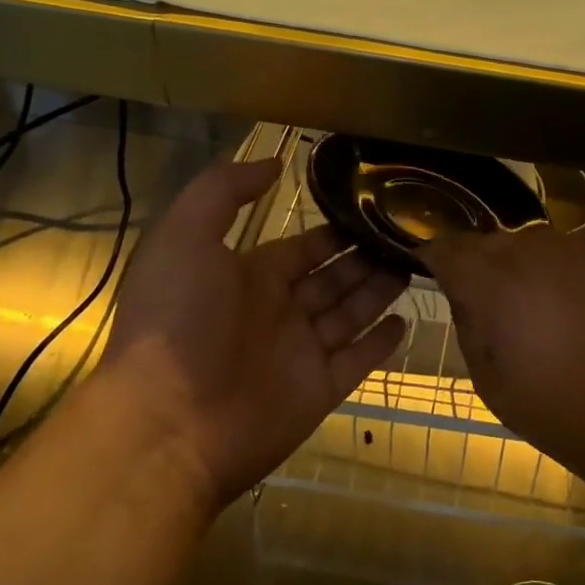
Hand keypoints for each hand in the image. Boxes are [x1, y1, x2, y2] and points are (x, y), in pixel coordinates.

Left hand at [98, 158, 408, 510]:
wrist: (168, 423)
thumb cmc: (177, 320)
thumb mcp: (185, 236)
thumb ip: (225, 191)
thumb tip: (276, 161)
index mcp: (249, 277)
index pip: (303, 249)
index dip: (334, 232)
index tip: (372, 210)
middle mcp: (278, 312)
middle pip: (333, 279)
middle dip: (366, 258)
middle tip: (408, 236)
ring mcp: (300, 354)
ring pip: (351, 314)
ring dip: (380, 291)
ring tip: (416, 265)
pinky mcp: (318, 392)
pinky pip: (357, 361)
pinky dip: (381, 343)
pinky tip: (406, 321)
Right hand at [421, 229, 584, 478]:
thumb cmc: (553, 408)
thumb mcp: (487, 378)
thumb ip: (467, 321)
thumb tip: (462, 291)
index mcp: (493, 280)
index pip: (447, 248)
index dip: (434, 259)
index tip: (432, 274)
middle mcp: (533, 250)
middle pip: (491, 243)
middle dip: (482, 266)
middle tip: (491, 304)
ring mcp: (578, 249)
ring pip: (533, 246)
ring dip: (525, 269)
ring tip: (538, 308)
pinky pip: (573, 256)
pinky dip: (564, 275)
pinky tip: (578, 311)